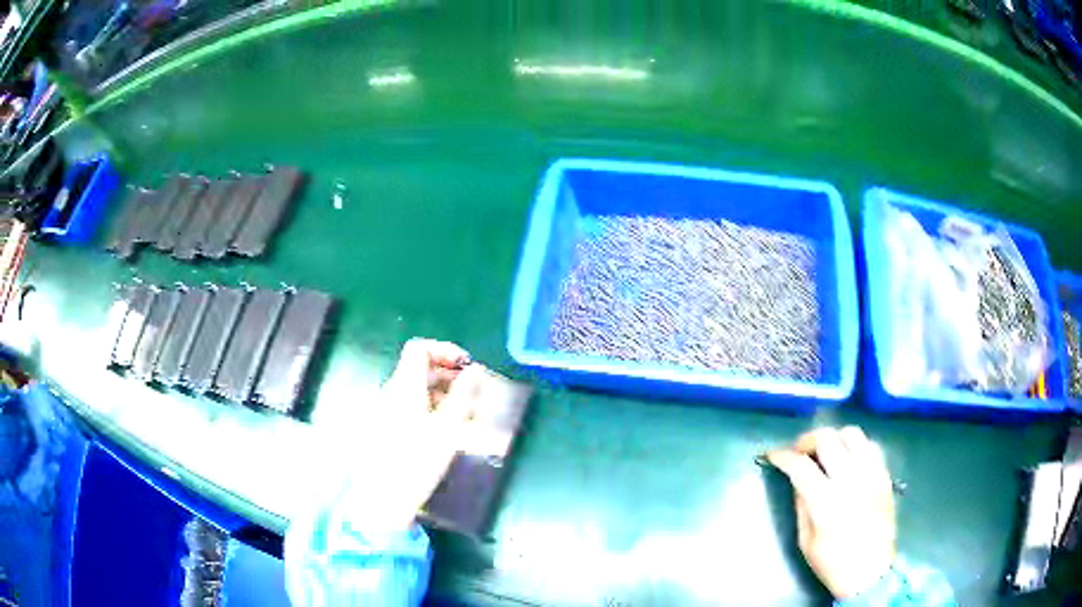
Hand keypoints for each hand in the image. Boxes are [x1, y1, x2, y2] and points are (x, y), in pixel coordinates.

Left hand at [347, 339, 485, 533]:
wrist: (384, 498)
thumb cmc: (418, 461)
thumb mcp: (448, 428)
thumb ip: (463, 395)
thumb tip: (475, 370)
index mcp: (404, 386)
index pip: (419, 348)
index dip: (445, 349)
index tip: (467, 366)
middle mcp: (391, 392)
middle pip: (419, 369)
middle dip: (449, 374)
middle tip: (474, 392)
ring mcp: (385, 410)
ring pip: (416, 389)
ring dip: (442, 392)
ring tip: (466, 413)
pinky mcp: (384, 427)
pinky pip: (409, 405)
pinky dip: (430, 407)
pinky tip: (445, 429)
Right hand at [767, 426, 896, 599]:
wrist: (871, 572)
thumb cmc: (833, 563)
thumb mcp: (806, 541)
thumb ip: (802, 505)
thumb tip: (797, 480)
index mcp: (826, 501)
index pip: (800, 465)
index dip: (783, 456)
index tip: (774, 456)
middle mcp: (850, 480)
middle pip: (827, 439)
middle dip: (807, 441)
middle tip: (799, 452)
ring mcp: (871, 474)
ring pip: (851, 433)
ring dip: (833, 437)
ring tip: (825, 451)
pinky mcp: (884, 475)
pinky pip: (870, 445)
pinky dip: (855, 445)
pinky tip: (848, 459)